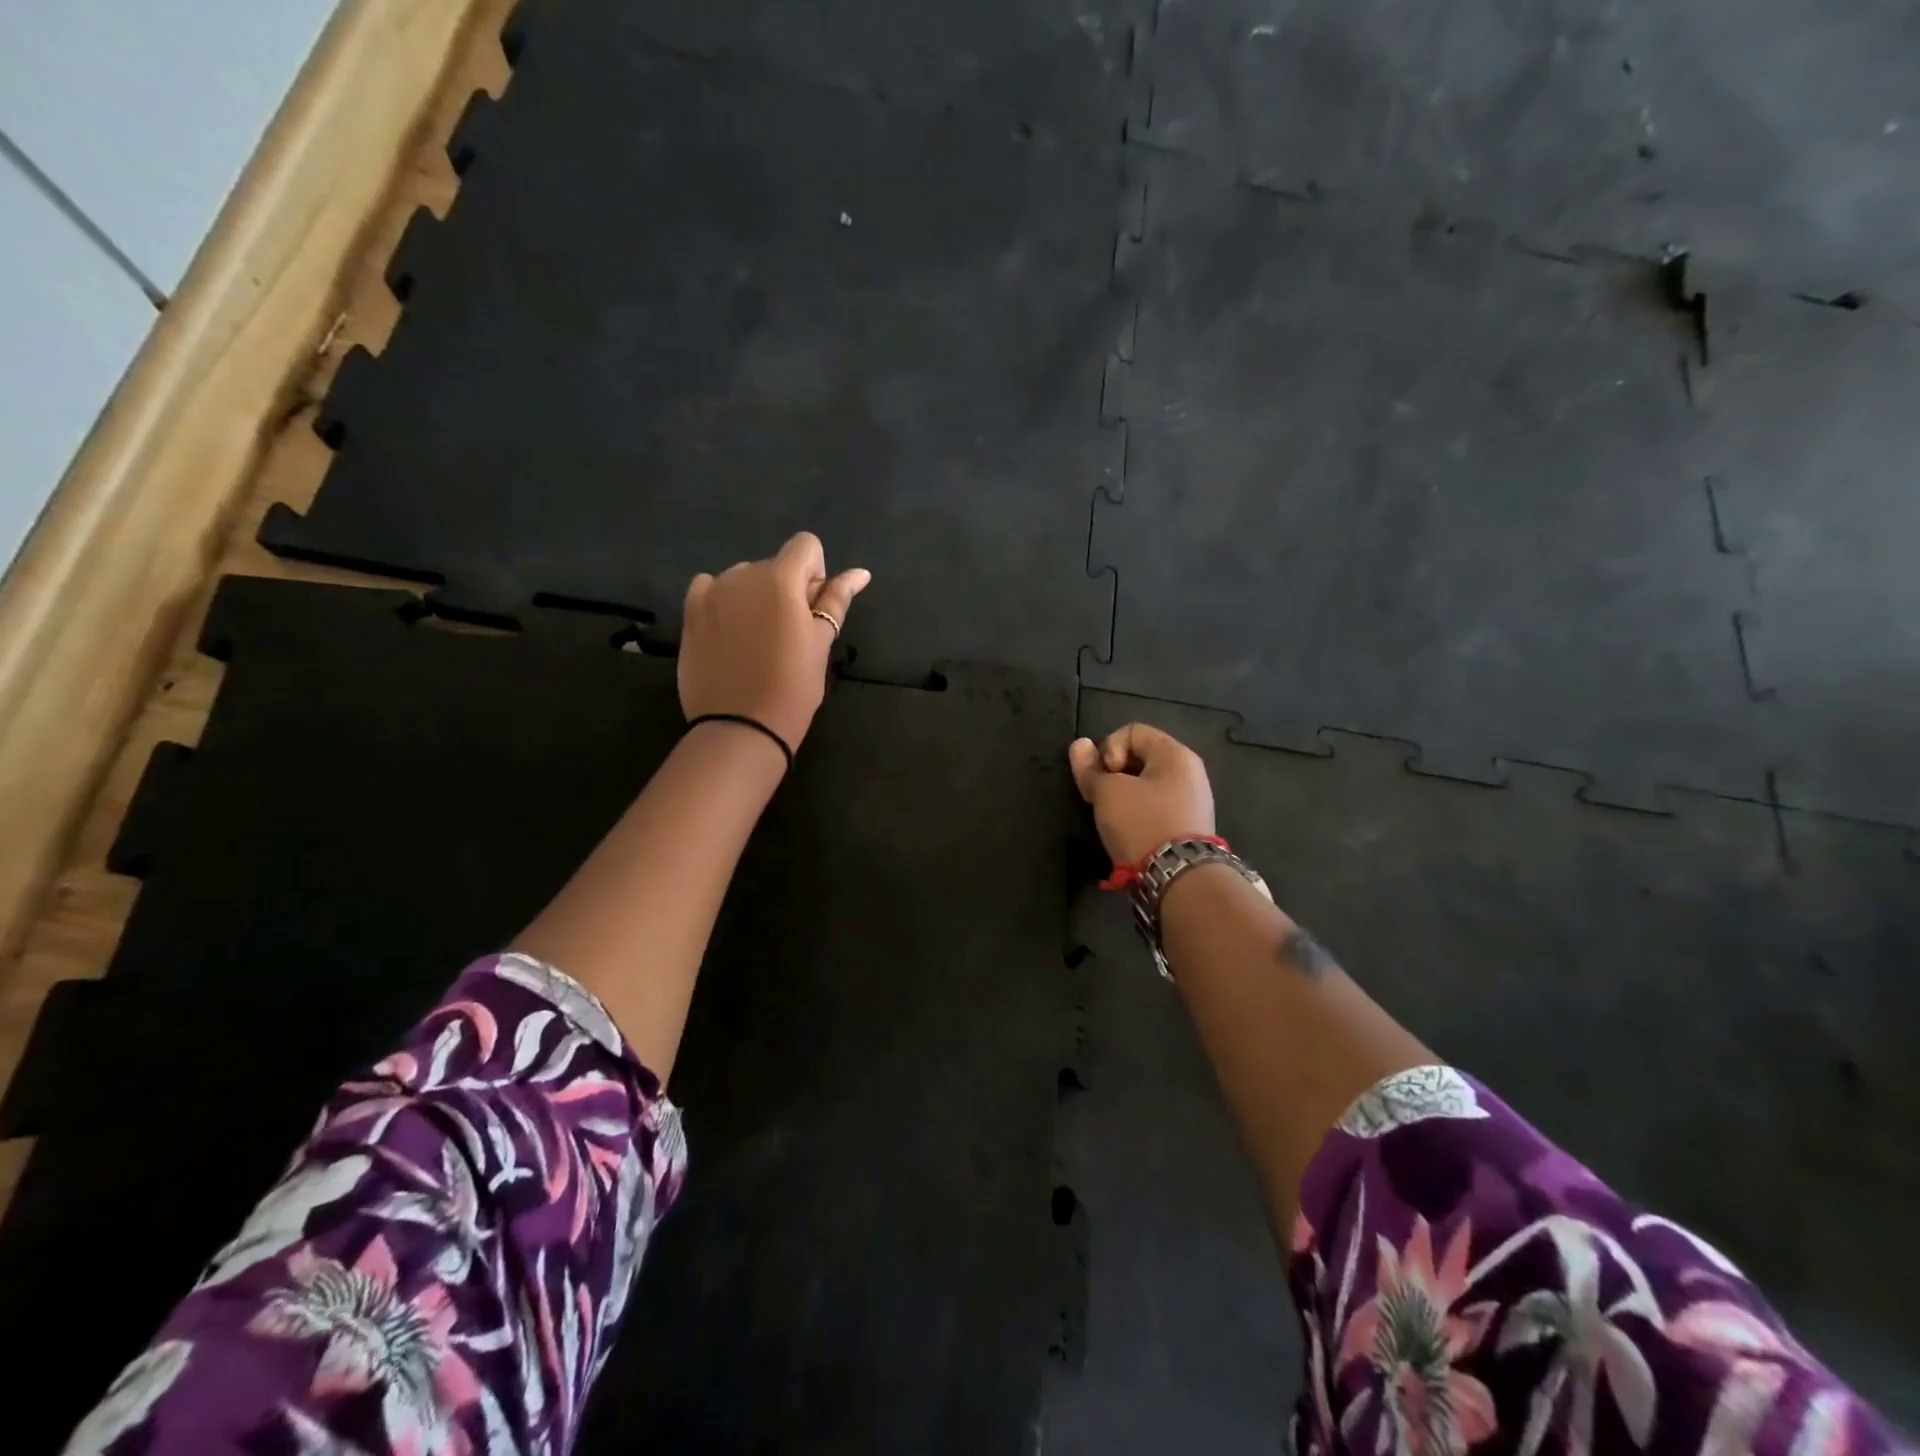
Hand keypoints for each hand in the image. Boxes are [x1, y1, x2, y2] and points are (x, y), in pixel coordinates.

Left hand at [679, 532, 870, 754]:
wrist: (741, 726)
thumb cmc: (793, 686)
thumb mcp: (822, 643)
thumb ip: (837, 600)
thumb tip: (860, 572)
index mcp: (780, 578)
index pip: (806, 545)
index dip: (815, 574)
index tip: (811, 610)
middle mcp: (742, 574)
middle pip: (774, 565)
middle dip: (786, 590)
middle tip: (788, 637)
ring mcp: (711, 592)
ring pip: (743, 579)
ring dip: (755, 598)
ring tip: (757, 642)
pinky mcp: (689, 613)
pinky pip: (710, 589)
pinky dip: (723, 603)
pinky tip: (729, 636)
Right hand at [1068, 723, 1216, 865]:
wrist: (1179, 878)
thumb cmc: (1142, 823)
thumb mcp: (1107, 793)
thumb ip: (1090, 768)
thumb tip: (1079, 745)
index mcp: (1175, 754)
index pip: (1132, 731)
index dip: (1108, 747)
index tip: (1105, 776)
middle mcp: (1189, 772)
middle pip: (1140, 757)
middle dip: (1113, 773)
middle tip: (1101, 797)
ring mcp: (1192, 801)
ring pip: (1146, 784)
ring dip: (1123, 795)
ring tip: (1112, 817)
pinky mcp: (1188, 827)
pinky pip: (1156, 807)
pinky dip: (1138, 812)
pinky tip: (1128, 830)